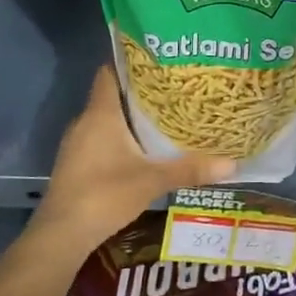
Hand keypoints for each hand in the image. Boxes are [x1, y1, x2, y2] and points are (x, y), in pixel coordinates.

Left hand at [30, 67, 234, 258]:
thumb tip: (233, 164)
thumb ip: (190, 169)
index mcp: (101, 114)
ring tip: (164, 117)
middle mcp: (85, 122)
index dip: (130, 63)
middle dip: (139, 92)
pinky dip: (120, 138)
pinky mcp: (75, 163)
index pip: (109, 72)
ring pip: (106, 119)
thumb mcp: (153, 180)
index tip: (158, 60)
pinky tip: (142, 149)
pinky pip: (100, 138)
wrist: (62, 234)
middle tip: (173, 90)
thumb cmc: (105, 194)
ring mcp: (77, 144)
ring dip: (130, 118)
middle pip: (111, 95)